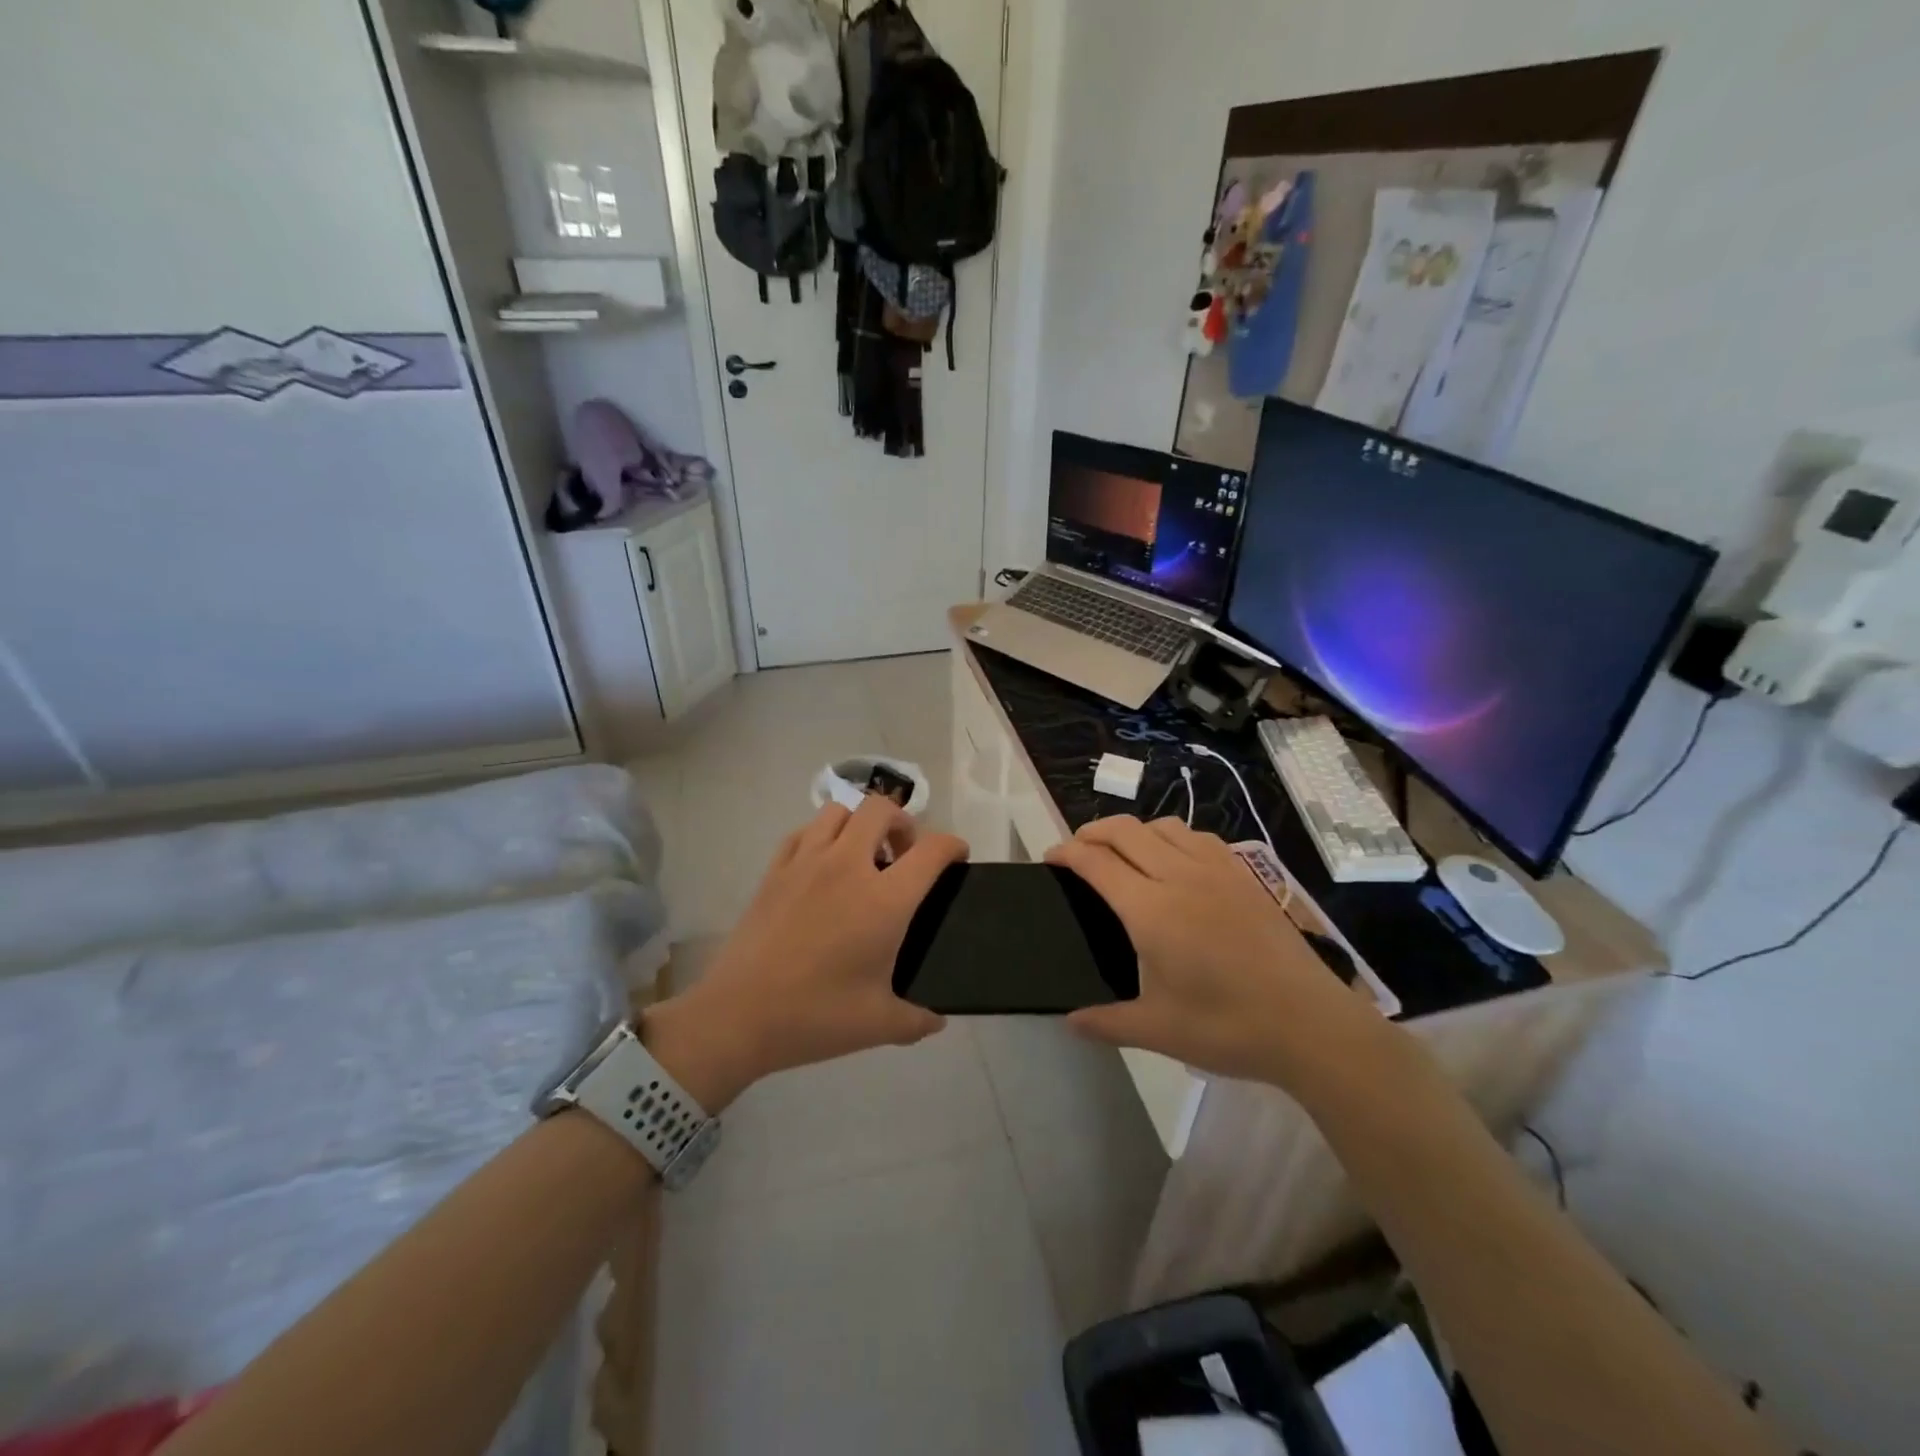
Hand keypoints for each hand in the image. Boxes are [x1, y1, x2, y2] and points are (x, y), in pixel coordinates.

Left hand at [645, 798, 966, 1108]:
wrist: (738, 1016)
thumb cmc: (815, 1017)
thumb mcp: (880, 1025)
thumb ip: (918, 1020)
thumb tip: (937, 1020)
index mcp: (884, 900)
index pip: (932, 850)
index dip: (953, 846)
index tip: (957, 857)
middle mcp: (848, 866)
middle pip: (882, 808)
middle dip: (903, 823)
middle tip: (904, 856)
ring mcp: (806, 862)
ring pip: (840, 810)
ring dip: (860, 823)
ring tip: (863, 857)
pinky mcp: (775, 870)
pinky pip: (804, 831)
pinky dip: (822, 835)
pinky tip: (823, 865)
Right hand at [1046, 816, 1385, 1092]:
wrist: (1312, 1025)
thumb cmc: (1230, 1028)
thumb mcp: (1159, 1030)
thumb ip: (1107, 1022)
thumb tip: (1070, 1021)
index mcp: (1151, 910)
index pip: (1097, 862)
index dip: (1067, 853)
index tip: (1050, 858)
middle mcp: (1180, 876)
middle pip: (1125, 830)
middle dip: (1091, 831)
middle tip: (1076, 851)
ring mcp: (1217, 871)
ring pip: (1163, 825)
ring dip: (1133, 830)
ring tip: (1122, 853)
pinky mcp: (1245, 876)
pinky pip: (1198, 837)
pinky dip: (1171, 836)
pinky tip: (1175, 861)